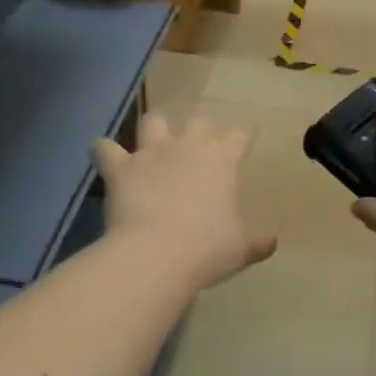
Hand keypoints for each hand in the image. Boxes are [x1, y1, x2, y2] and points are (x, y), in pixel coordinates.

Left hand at [93, 113, 276, 291]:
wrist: (156, 254)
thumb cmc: (207, 248)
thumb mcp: (241, 249)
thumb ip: (257, 241)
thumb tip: (271, 242)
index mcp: (222, 160)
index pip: (240, 134)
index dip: (244, 134)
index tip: (246, 136)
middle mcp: (187, 147)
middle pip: (198, 122)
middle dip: (201, 130)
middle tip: (200, 147)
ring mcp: (151, 154)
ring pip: (153, 121)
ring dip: (155, 128)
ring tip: (155, 140)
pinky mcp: (119, 169)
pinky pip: (104, 148)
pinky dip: (105, 150)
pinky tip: (106, 156)